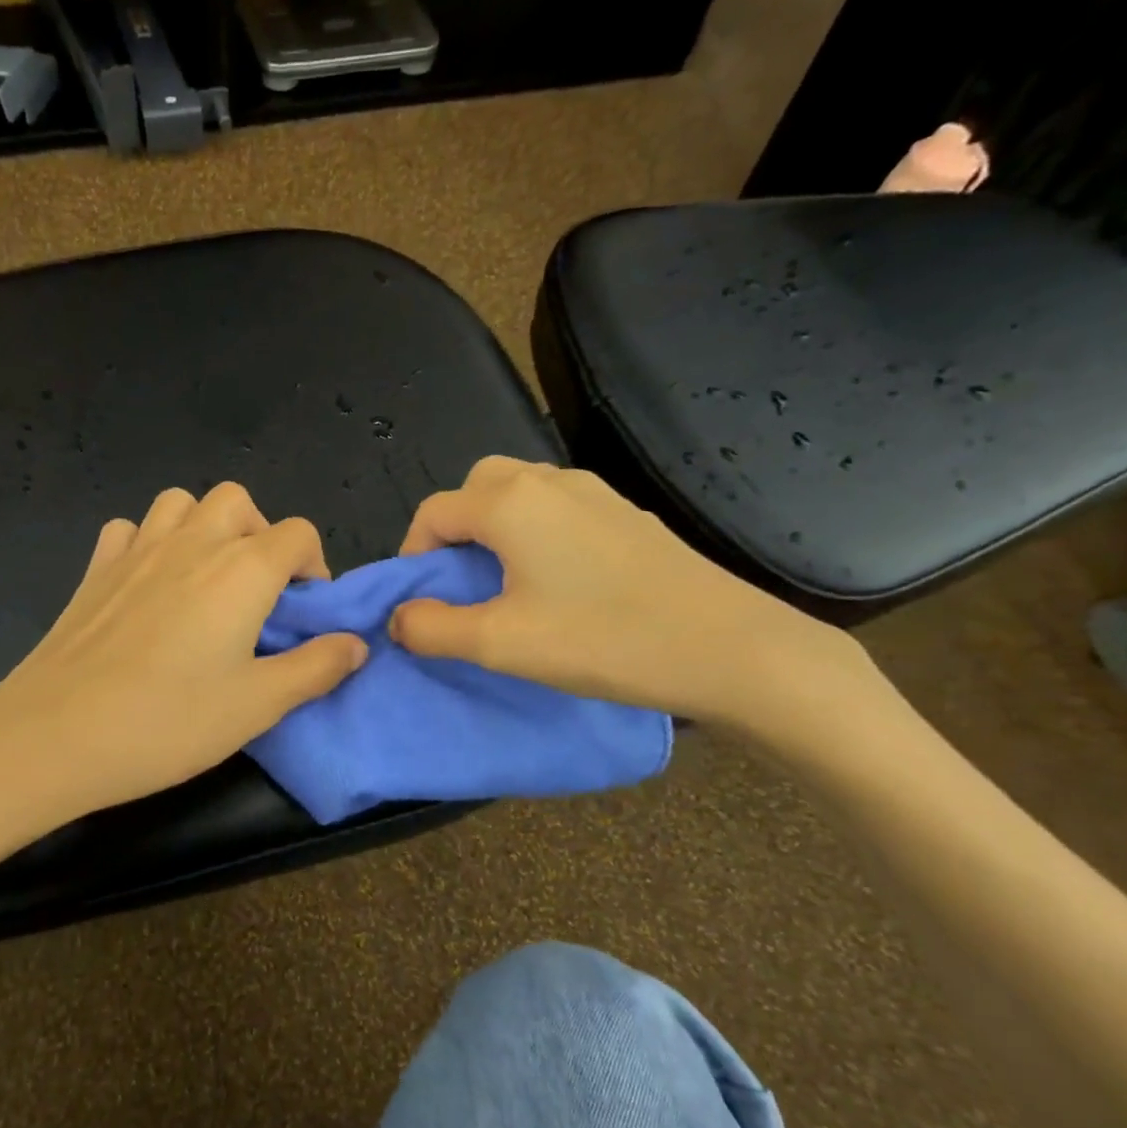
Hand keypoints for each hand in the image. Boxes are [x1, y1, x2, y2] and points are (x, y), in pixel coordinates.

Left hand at [0, 482, 367, 878]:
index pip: (298, 534)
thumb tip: (355, 643)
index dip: (314, 568)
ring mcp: (137, 549)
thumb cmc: (167, 722)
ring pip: (182, 503)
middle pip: (239, 502)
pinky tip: (148, 584)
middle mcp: (192, 542)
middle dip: (261, 535)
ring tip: (206, 580)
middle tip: (258, 592)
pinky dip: (148, 543)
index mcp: (241, 570)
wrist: (54, 735)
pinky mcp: (95, 568)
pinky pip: (130, 530)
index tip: (304, 614)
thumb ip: (316, 668)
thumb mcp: (258, 705)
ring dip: (205, 528)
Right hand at [389, 456, 868, 728]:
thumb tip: (399, 619)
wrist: (728, 647)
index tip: (422, 601)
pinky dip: (537, 530)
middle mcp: (548, 481)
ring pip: (520, 491)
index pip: (433, 512)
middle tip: (462, 582)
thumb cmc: (602, 640)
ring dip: (495, 527)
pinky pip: (560, 507)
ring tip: (506, 583)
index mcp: (509, 503)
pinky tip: (560, 581)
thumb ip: (433, 629)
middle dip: (454, 530)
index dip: (413, 555)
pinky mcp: (627, 513)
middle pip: (476, 487)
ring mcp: (595, 492)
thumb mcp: (501, 644)